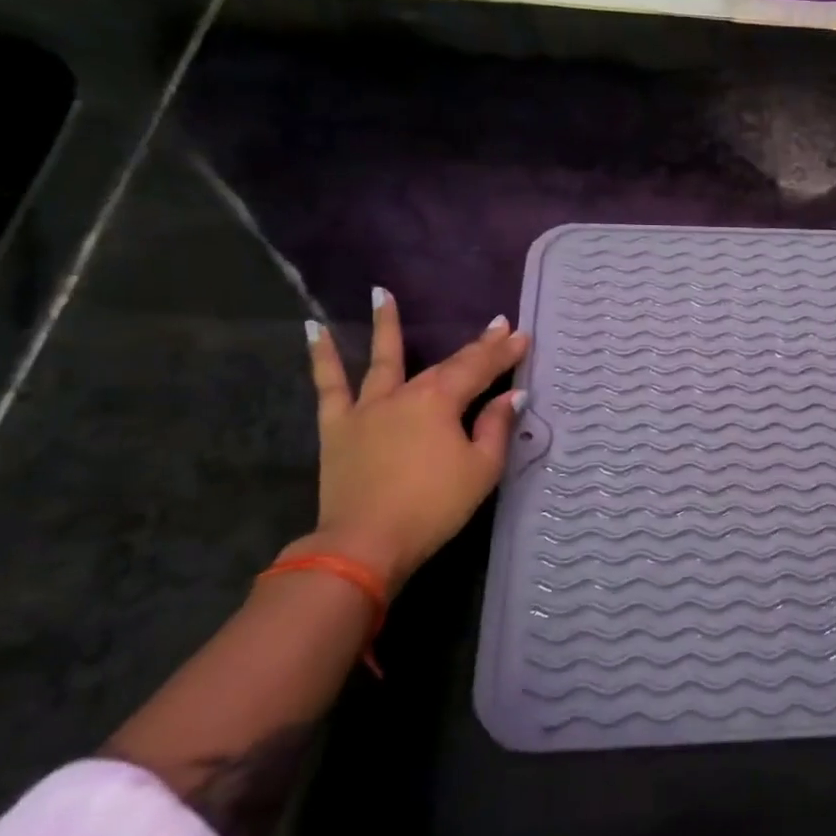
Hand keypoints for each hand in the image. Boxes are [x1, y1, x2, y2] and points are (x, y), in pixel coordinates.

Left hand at [295, 289, 529, 593]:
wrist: (365, 543)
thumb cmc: (433, 506)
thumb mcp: (481, 469)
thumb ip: (496, 427)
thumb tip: (512, 396)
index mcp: (440, 402)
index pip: (479, 369)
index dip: (503, 352)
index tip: (522, 334)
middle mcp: (403, 394)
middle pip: (444, 365)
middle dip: (475, 346)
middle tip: (496, 326)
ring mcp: (367, 408)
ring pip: (381, 360)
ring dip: (386, 325)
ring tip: (380, 292)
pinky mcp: (338, 427)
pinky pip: (329, 386)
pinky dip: (322, 357)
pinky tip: (314, 330)